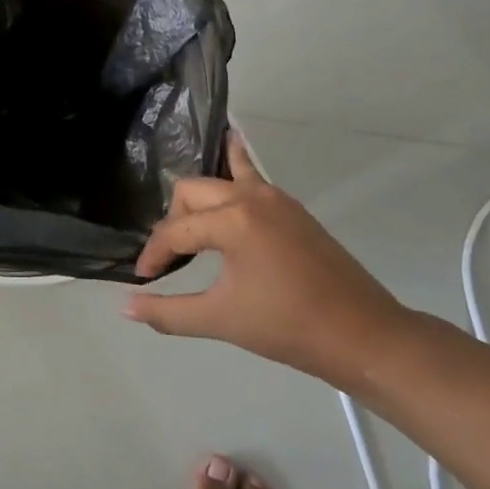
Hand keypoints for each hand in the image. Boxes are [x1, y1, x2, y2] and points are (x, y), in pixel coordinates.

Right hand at [123, 134, 408, 381]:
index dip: (153, 254)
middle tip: (170, 257)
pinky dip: (235, 167)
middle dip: (173, 221)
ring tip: (184, 214)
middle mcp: (251, 198)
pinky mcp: (293, 209)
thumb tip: (126, 307)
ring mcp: (276, 199)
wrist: (363, 336)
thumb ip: (168, 312)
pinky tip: (231, 152)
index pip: (175, 231)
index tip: (143, 278)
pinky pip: (252, 179)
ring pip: (221, 179)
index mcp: (233, 221)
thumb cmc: (288, 327)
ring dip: (200, 197)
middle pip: (192, 192)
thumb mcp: (221, 321)